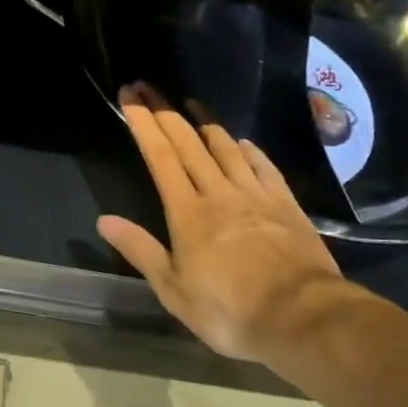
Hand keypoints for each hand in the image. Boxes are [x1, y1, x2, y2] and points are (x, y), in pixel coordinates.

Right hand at [98, 89, 348, 361]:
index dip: (143, 124)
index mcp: (188, 212)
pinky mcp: (286, 204)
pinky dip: (249, 150)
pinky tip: (243, 143)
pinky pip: (264, 166)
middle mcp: (219, 192)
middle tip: (149, 88)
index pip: (160, 157)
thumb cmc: (230, 311)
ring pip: (226, 148)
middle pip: (189, 143)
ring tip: (192, 105)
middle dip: (165, 113)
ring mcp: (255, 195)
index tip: (130, 95)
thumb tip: (104, 220)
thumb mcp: (174, 290)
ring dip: (206, 123)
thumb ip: (140, 250)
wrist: (303, 318)